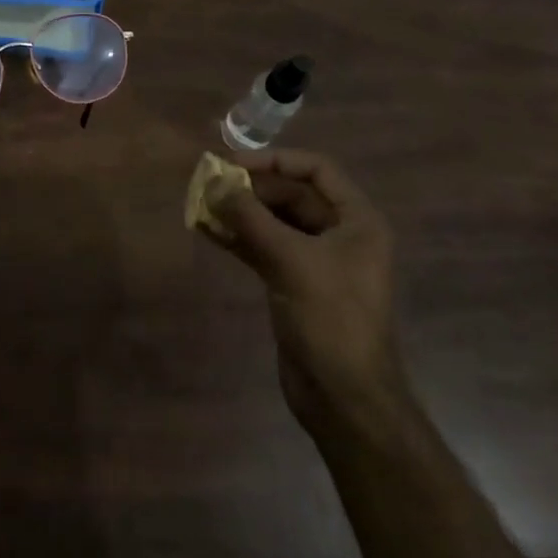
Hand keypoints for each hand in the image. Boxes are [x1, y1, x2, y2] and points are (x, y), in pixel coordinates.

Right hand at [199, 150, 405, 439]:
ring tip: (201, 205)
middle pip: (292, 196)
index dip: (276, 160)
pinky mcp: (294, 284)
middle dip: (252, 189)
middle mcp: (340, 235)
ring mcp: (316, 261)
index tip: (234, 164)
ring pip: (274, 223)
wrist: (344, 396)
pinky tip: (208, 231)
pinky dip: (239, 239)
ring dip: (241, 214)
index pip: (317, 170)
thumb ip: (251, 219)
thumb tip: (213, 183)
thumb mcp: (291, 261)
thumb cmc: (331, 319)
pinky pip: (264, 249)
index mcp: (357, 221)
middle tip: (209, 186)